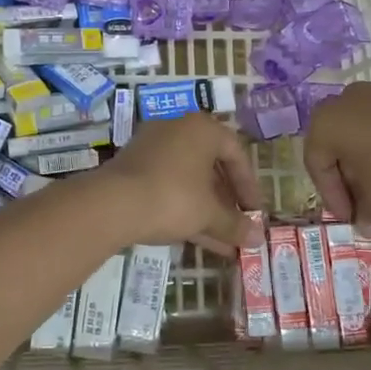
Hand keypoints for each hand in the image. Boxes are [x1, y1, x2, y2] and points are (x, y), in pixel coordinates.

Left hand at [94, 113, 261, 253]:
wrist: (112, 204)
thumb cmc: (173, 198)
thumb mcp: (208, 214)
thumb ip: (234, 224)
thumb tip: (258, 238)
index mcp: (201, 129)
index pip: (236, 153)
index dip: (249, 186)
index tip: (254, 212)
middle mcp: (177, 129)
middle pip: (210, 165)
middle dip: (226, 200)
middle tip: (237, 224)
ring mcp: (151, 147)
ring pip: (188, 179)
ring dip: (206, 209)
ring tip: (222, 241)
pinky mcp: (133, 167)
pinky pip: (167, 185)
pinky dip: (183, 207)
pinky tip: (196, 238)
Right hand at [305, 82, 370, 234]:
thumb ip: (367, 212)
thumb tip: (366, 229)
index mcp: (323, 124)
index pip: (317, 165)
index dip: (332, 197)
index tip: (349, 218)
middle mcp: (341, 102)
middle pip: (338, 149)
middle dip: (350, 181)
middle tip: (363, 206)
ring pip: (361, 136)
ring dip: (368, 166)